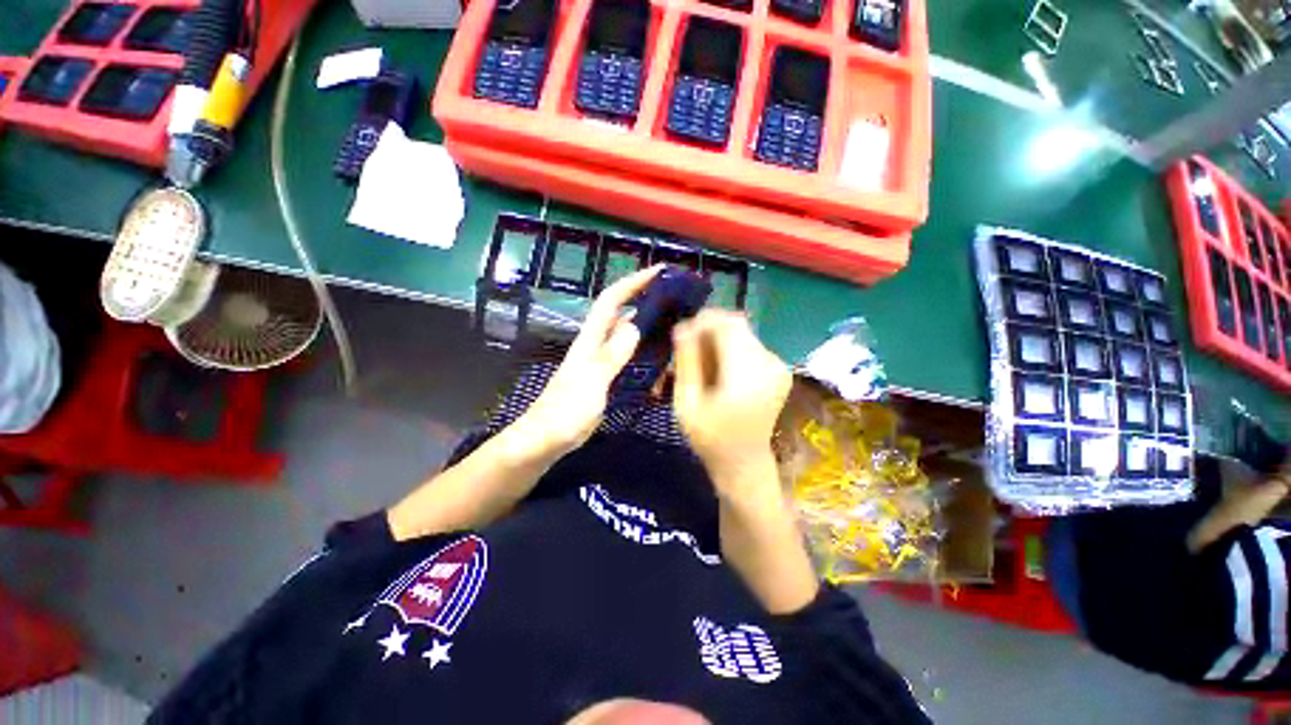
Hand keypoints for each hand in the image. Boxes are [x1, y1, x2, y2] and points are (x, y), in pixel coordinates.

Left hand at [511, 265, 663, 456]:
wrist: (544, 440)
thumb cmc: (565, 412)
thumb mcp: (592, 382)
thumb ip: (612, 355)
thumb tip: (635, 325)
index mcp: (590, 340)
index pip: (612, 301)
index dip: (633, 282)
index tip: (658, 270)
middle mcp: (596, 345)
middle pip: (622, 313)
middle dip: (646, 301)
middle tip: (677, 302)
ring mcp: (600, 362)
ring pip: (627, 337)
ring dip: (649, 329)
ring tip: (676, 332)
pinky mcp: (604, 378)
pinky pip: (629, 360)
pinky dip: (645, 357)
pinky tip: (661, 367)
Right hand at [672, 310, 792, 500]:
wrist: (744, 463)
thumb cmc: (710, 438)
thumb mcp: (687, 403)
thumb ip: (686, 363)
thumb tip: (682, 326)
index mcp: (747, 375)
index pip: (728, 325)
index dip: (703, 321)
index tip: (683, 334)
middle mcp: (770, 364)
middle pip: (736, 325)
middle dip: (709, 330)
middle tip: (688, 351)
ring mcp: (779, 365)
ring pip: (742, 333)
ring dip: (719, 339)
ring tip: (702, 363)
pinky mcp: (779, 368)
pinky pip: (749, 344)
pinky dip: (731, 348)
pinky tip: (719, 370)